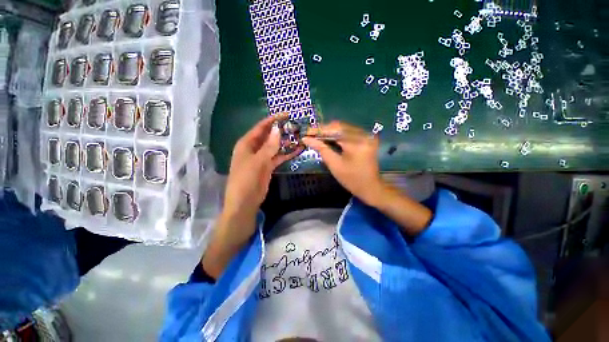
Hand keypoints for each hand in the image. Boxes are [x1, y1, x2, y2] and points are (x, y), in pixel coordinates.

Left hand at [224, 113, 301, 226]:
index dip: (273, 120)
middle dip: (281, 130)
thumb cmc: (246, 180)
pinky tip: (298, 150)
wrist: (245, 202)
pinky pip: (278, 157)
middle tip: (296, 125)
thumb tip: (277, 129)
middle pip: (269, 135)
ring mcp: (262, 157)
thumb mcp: (257, 161)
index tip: (286, 114)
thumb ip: (269, 146)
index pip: (261, 127)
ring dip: (286, 142)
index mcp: (247, 144)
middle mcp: (254, 148)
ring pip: (275, 146)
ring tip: (299, 136)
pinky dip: (287, 154)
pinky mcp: (268, 166)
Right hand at [303, 121, 431, 234]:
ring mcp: (367, 135)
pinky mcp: (367, 138)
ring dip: (330, 132)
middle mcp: (364, 134)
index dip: (319, 130)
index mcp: (356, 143)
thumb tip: (306, 139)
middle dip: (324, 130)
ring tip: (317, 137)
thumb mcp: (334, 165)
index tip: (306, 133)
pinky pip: (349, 132)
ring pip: (344, 128)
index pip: (334, 130)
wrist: (371, 187)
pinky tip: (329, 139)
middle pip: (339, 126)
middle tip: (311, 135)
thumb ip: (321, 149)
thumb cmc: (351, 179)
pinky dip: (338, 135)